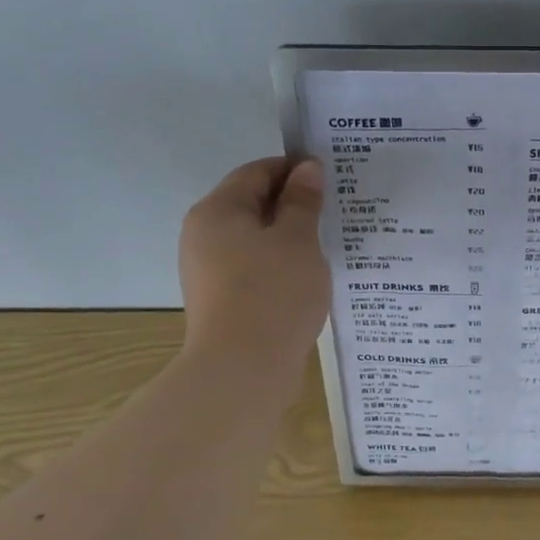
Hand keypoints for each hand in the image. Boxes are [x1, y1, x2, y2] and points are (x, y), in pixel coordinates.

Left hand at [179, 157, 330, 371]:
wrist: (243, 371)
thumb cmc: (273, 294)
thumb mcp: (298, 240)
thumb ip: (303, 201)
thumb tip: (307, 168)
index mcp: (216, 211)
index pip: (257, 172)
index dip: (294, 169)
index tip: (331, 177)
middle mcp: (203, 236)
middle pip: (252, 205)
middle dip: (294, 205)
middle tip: (336, 211)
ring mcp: (209, 272)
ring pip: (255, 241)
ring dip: (289, 239)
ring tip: (329, 246)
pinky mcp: (222, 301)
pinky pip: (254, 270)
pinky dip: (280, 267)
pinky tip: (308, 279)